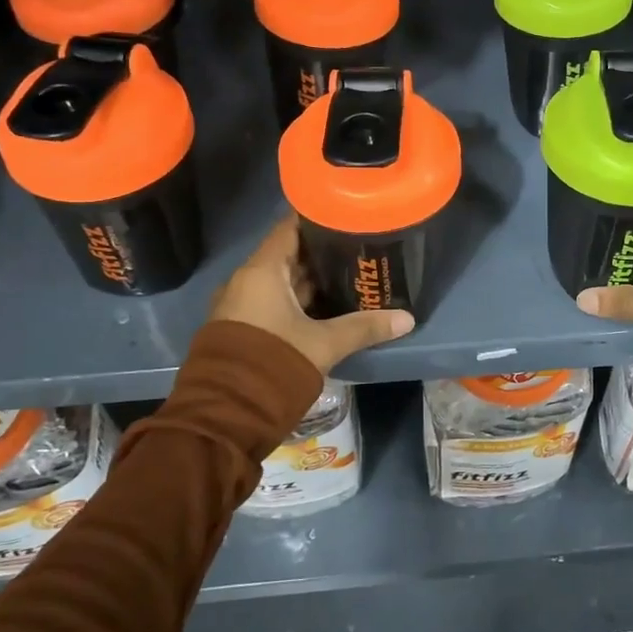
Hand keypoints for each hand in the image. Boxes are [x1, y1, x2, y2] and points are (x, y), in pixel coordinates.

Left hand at [209, 215, 415, 373]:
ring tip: (349, 274)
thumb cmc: (274, 363)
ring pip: (280, 282)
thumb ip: (364, 327)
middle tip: (358, 247)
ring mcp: (241, 305)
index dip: (318, 219)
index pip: (290, 228)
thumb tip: (407, 319)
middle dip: (321, 253)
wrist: (225, 416)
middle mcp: (246, 281)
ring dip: (310, 280)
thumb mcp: (324, 344)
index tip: (346, 216)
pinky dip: (297, 300)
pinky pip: (272, 302)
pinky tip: (325, 307)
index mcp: (262, 272)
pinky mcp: (242, 328)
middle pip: (287, 255)